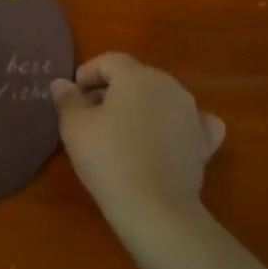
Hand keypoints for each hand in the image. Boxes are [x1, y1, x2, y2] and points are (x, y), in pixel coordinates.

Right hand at [51, 53, 224, 228]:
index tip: (73, 94)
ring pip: (160, 98)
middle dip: (112, 89)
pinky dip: (175, 124)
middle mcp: (170, 86)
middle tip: (90, 114)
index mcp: (137, 76)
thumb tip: (62, 83)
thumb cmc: (109, 158)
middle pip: (136, 77)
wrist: (155, 208)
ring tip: (120, 130)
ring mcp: (192, 112)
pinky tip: (166, 137)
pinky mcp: (204, 141)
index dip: (87, 73)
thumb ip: (67, 99)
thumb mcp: (75, 127)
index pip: (109, 60)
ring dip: (140, 106)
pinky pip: (190, 121)